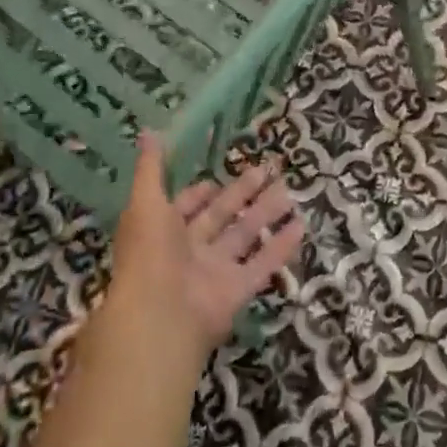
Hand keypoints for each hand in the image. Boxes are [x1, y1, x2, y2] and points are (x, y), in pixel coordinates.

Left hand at [110, 134, 305, 361]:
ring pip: (244, 237)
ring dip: (265, 215)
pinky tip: (301, 227)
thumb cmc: (149, 253)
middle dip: (242, 193)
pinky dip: (280, 247)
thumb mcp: (146, 202)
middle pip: (221, 217)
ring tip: (289, 192)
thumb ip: (151, 169)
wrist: (159, 316)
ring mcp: (214, 272)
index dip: (199, 193)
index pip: (185, 208)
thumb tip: (147, 130)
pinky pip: (261, 265)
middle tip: (268, 169)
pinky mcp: (236, 291)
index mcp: (164, 231)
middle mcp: (189, 251)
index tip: (217, 176)